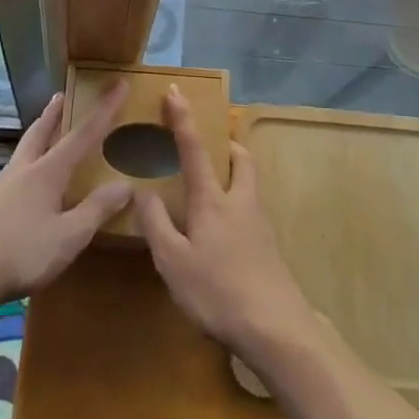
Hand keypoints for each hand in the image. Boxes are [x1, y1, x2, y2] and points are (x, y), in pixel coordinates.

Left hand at [0, 82, 134, 304]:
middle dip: (54, 113)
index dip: (104, 110)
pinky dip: (23, 167)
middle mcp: (22, 171)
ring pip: (22, 152)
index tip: (118, 85)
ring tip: (42, 136)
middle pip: (40, 132)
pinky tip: (21, 187)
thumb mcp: (68, 237)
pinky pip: (10, 176)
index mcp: (47, 173)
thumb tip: (125, 184)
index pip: (83, 134)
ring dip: (36, 137)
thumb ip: (96, 210)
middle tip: (61, 95)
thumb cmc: (21, 253)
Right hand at [134, 88, 316, 363]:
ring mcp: (260, 225)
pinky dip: (238, 205)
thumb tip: (142, 191)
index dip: (182, 119)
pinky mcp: (270, 248)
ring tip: (213, 187)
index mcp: (213, 200)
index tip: (175, 90)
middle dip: (228, 145)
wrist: (276, 328)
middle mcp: (240, 202)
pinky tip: (224, 232)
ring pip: (249, 184)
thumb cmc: (218, 291)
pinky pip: (252, 211)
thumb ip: (156, 224)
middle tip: (212, 146)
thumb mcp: (173, 262)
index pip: (195, 149)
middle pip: (241, 159)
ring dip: (234, 173)